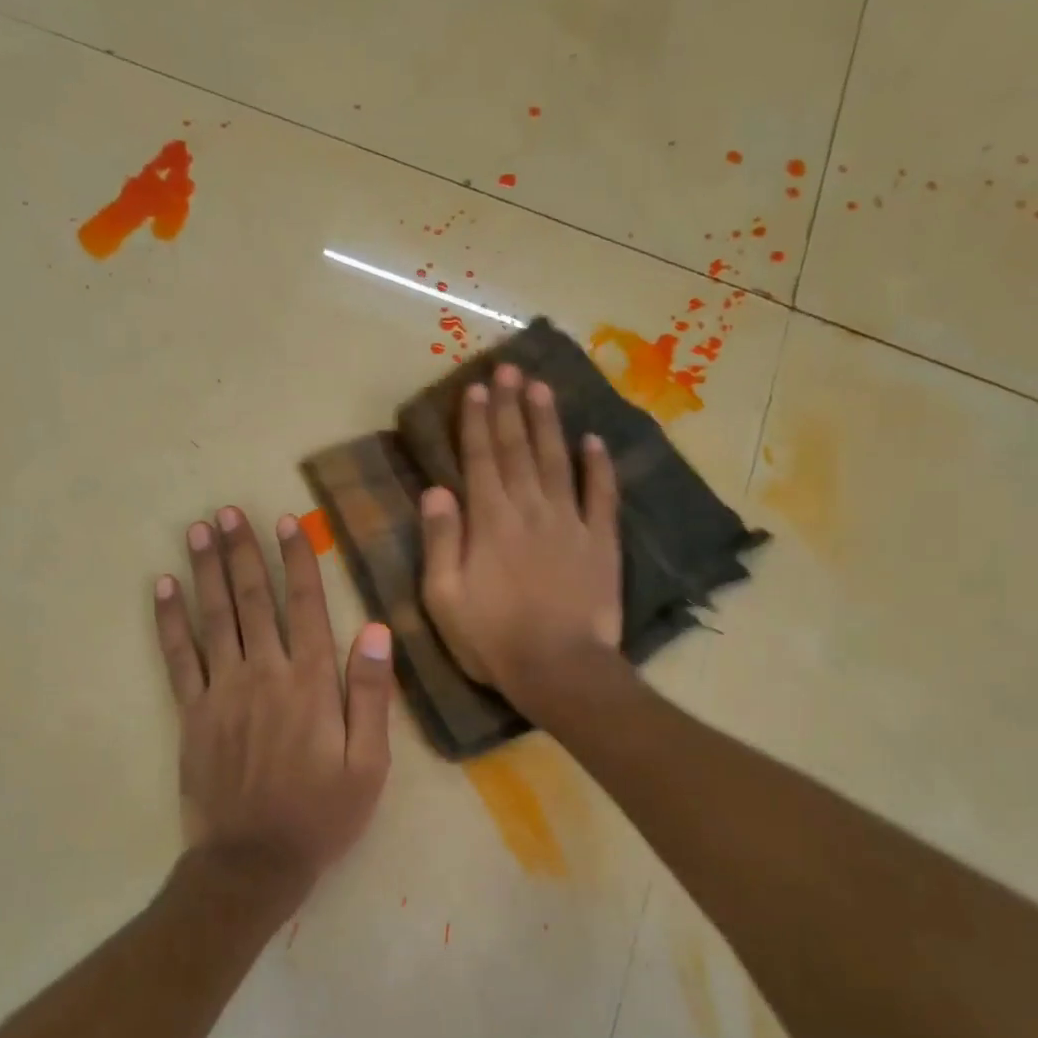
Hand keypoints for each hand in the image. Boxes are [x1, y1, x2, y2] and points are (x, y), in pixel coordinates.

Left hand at [153, 506, 393, 887]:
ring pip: (214, 618)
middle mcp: (265, 675)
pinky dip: (170, 620)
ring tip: (199, 529)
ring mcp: (222, 692)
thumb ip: (372, 695)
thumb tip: (377, 631)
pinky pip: (178, 657)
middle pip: (253, 601)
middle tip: (229, 511)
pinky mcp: (191, 713)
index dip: (297, 561)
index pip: (305, 607)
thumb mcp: (369, 764)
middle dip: (243, 552)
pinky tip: (163, 588)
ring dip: (207, 570)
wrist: (253, 863)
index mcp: (312, 684)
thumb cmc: (322, 814)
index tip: (286, 522)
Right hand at [420, 364, 621, 707]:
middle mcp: (530, 509)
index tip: (476, 388)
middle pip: (518, 449)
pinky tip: (594, 441)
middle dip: (510, 407)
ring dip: (548, 422)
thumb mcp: (444, 598)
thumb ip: (440, 541)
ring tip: (542, 387)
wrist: (559, 669)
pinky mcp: (602, 542)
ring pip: (557, 460)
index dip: (476, 421)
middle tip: (509, 369)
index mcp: (490, 521)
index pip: (480, 459)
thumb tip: (435, 491)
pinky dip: (599, 466)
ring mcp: (570, 522)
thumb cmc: (493, 639)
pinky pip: (602, 495)